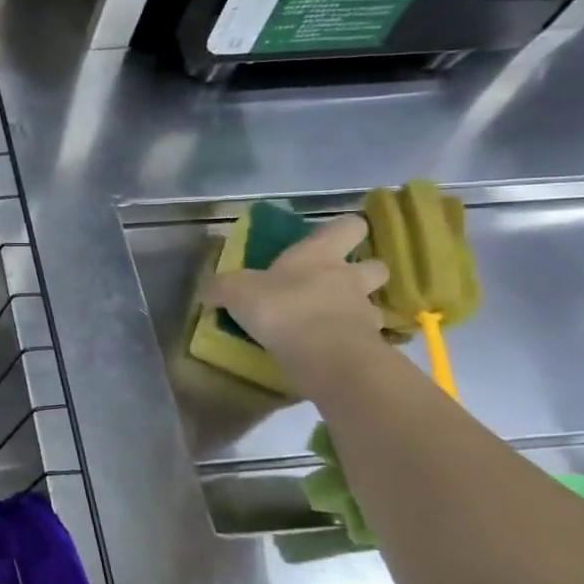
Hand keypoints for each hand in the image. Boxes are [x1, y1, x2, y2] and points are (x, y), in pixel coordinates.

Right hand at [203, 213, 389, 383]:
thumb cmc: (282, 308)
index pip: (348, 226)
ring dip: (356, 311)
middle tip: (335, 285)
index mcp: (320, 255)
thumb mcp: (236, 292)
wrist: (325, 356)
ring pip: (372, 305)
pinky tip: (328, 351)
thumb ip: (220, 287)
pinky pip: (364, 339)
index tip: (330, 238)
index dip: (343, 229)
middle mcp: (350, 278)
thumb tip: (207, 290)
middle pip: (376, 266)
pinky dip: (350, 342)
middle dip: (362, 272)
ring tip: (330, 324)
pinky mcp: (370, 346)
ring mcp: (365, 313)